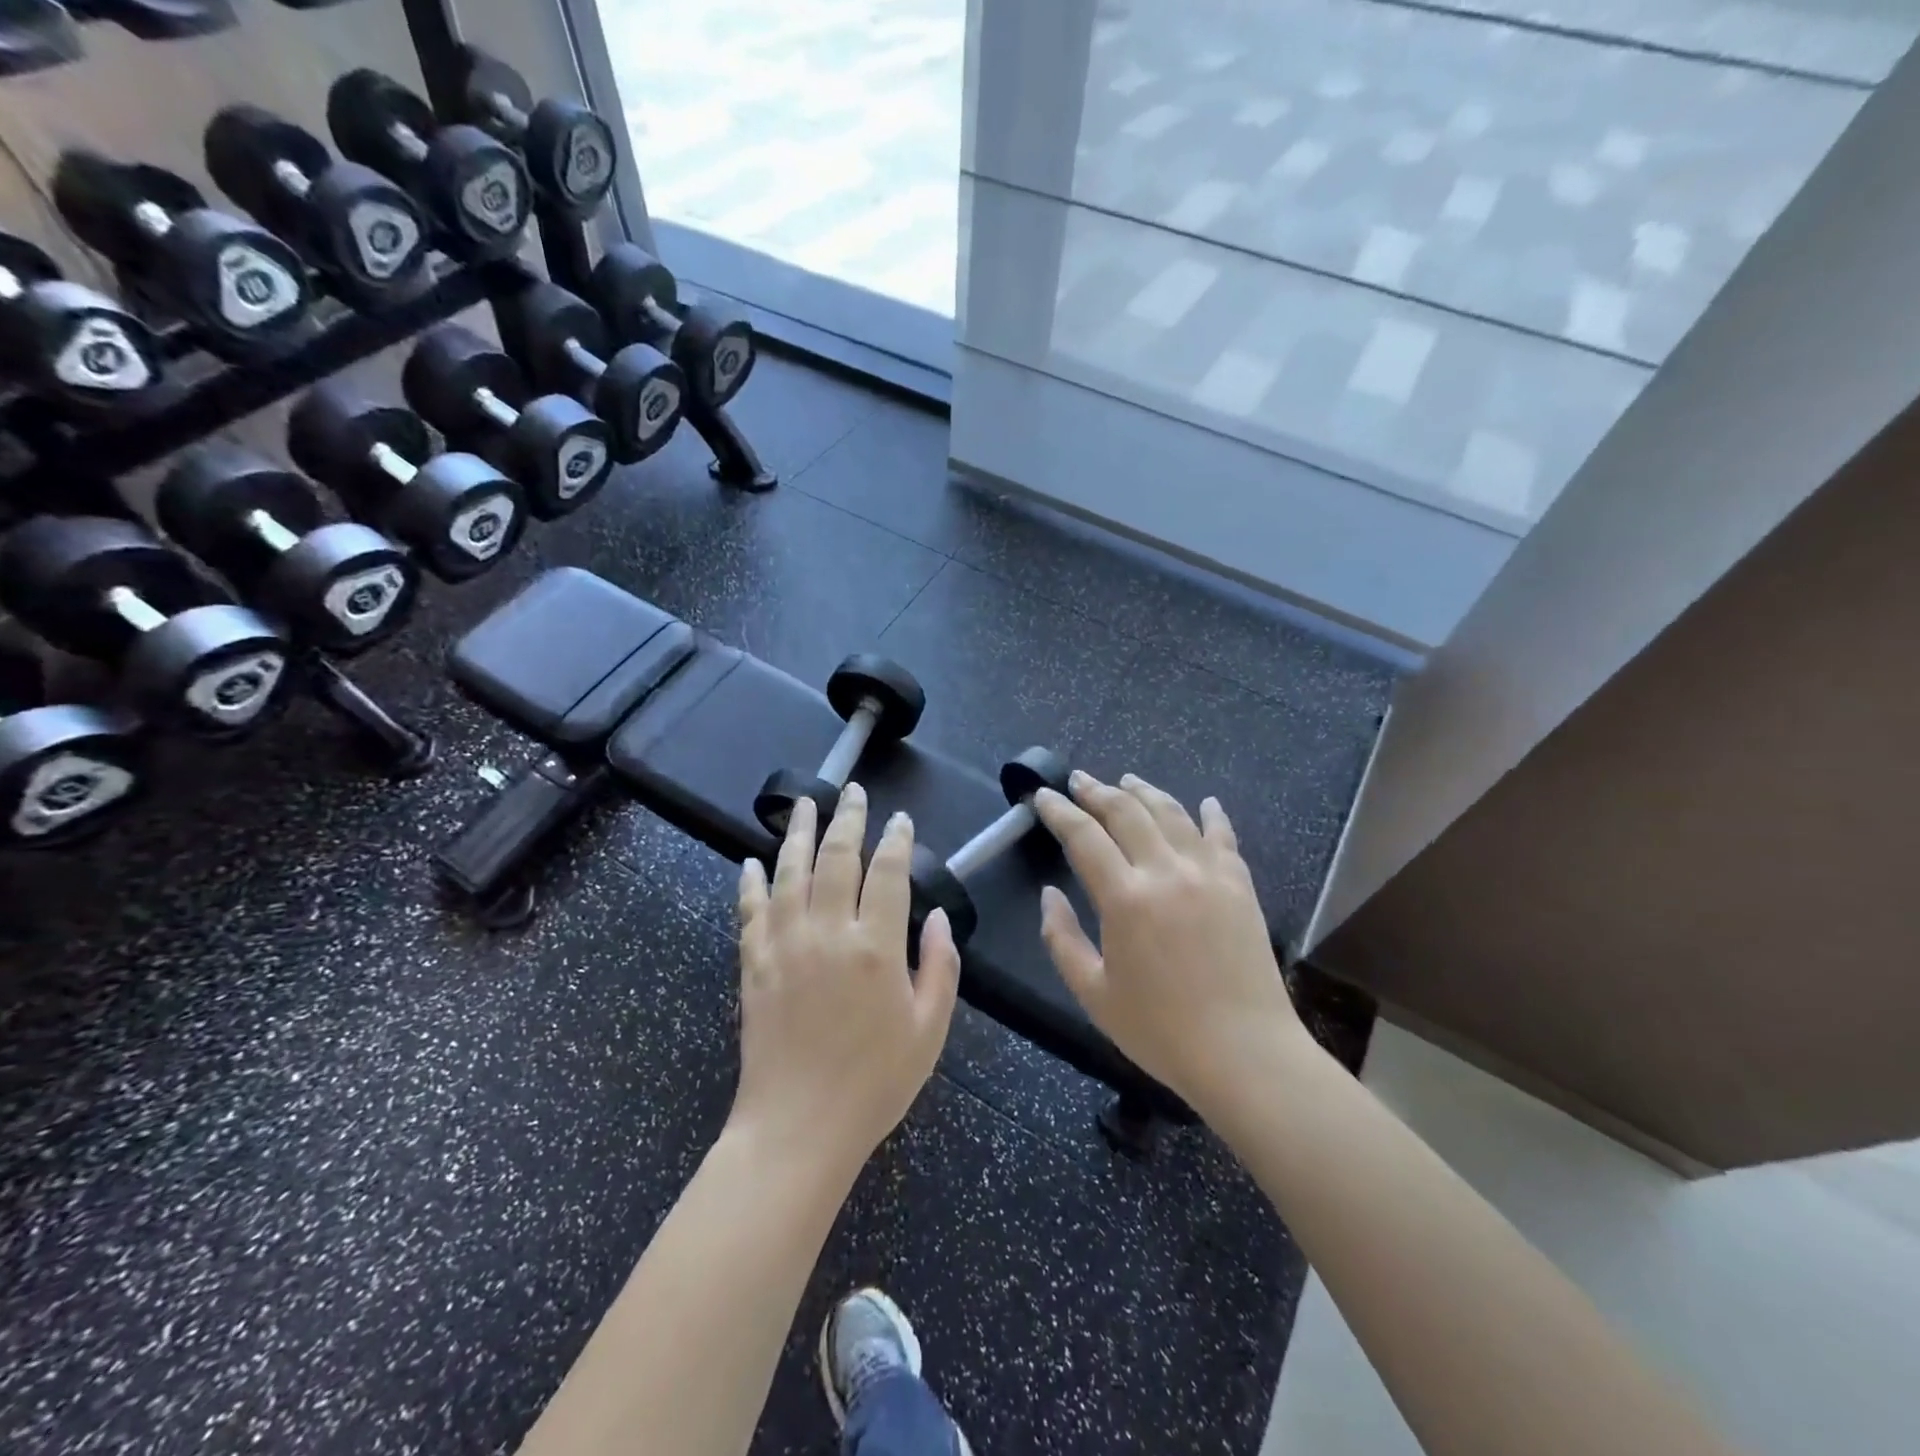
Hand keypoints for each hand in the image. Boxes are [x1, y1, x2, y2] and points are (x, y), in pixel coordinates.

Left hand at [732, 785, 960, 1173]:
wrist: (797, 1128)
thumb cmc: (874, 1083)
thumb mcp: (929, 1030)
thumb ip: (941, 968)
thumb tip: (940, 918)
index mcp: (876, 948)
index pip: (889, 874)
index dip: (897, 840)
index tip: (901, 820)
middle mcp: (828, 933)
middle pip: (837, 858)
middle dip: (848, 819)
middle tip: (853, 792)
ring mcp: (784, 945)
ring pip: (790, 872)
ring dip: (798, 832)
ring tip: (804, 802)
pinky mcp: (753, 964)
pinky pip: (750, 911)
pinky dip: (751, 882)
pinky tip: (752, 861)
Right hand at [1034, 772, 1314, 1121]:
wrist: (1246, 1054)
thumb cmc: (1161, 1030)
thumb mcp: (1093, 993)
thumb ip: (1062, 939)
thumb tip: (1049, 894)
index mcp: (1125, 898)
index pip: (1084, 836)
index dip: (1059, 811)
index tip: (1042, 796)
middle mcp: (1166, 872)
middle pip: (1127, 812)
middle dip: (1097, 791)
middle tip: (1078, 780)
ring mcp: (1208, 874)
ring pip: (1172, 814)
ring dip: (1145, 792)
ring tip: (1127, 780)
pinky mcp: (1240, 886)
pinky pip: (1223, 837)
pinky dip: (1211, 814)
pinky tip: (1205, 802)